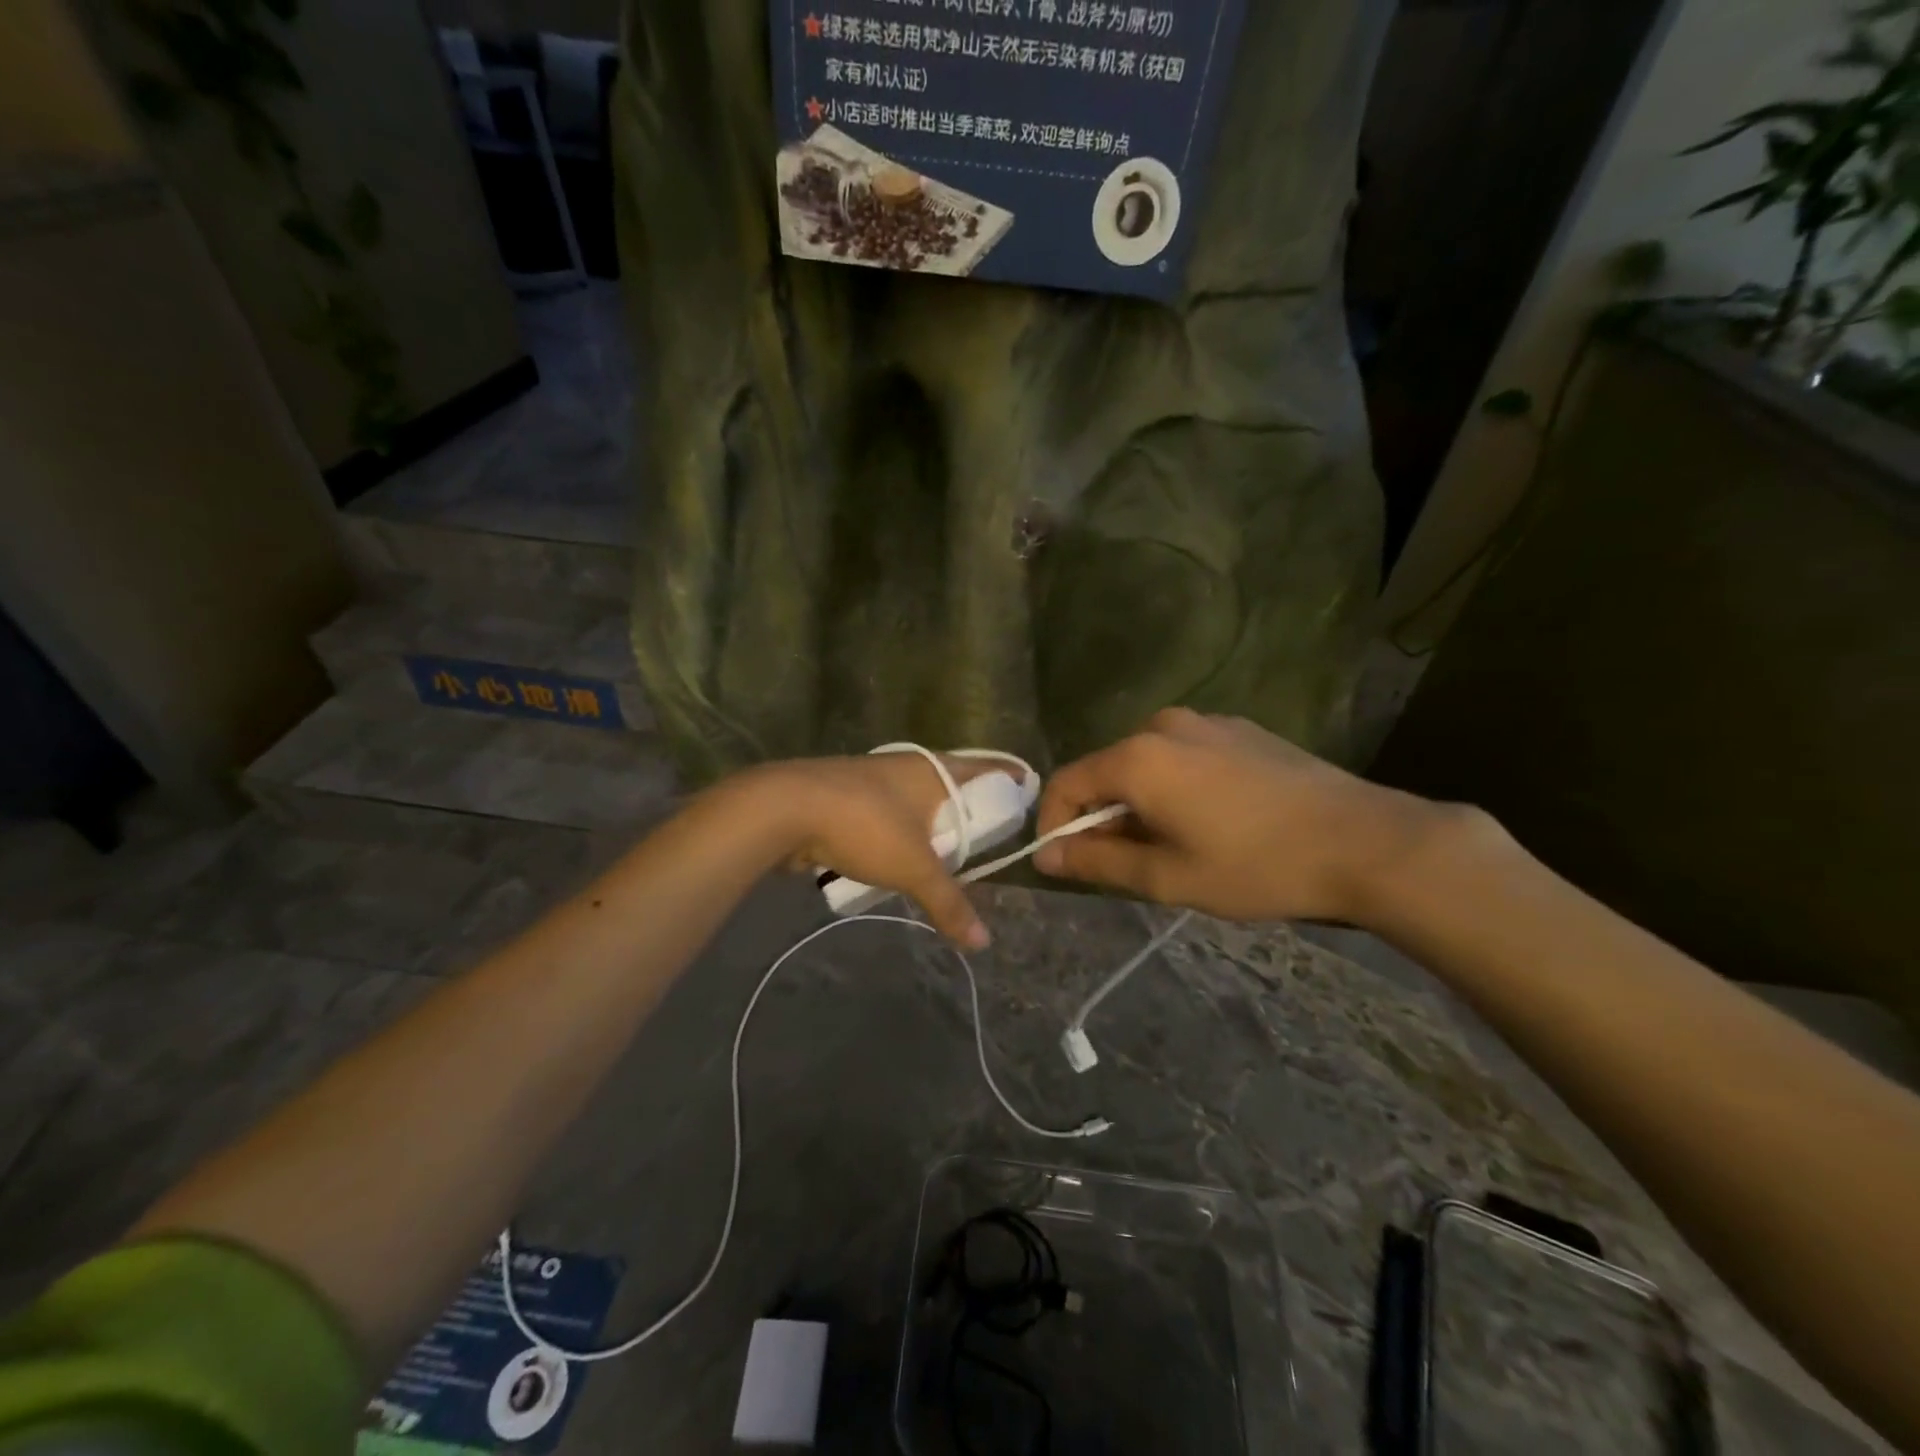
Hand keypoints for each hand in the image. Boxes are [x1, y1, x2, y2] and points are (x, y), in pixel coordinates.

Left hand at [739, 753, 997, 948]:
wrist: (785, 809)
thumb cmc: (865, 825)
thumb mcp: (914, 867)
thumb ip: (948, 903)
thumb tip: (982, 941)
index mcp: (932, 771)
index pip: (984, 768)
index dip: (1008, 777)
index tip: (1028, 787)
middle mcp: (906, 769)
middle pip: (950, 784)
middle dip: (969, 805)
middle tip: (990, 830)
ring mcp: (872, 780)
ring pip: (914, 801)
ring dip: (929, 821)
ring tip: (948, 848)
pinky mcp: (845, 798)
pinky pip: (884, 815)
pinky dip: (897, 832)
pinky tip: (898, 855)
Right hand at [1032, 708, 1454, 923]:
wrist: (1366, 841)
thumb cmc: (1258, 866)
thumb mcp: (1169, 877)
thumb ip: (1099, 863)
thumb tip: (1046, 857)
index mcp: (1138, 758)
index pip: (1066, 784)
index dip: (1055, 825)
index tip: (1065, 865)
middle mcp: (1163, 725)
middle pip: (1106, 771)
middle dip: (1103, 818)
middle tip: (1126, 866)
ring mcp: (1206, 721)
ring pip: (1146, 764)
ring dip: (1141, 803)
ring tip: (1173, 847)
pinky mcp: (1239, 729)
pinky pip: (1184, 755)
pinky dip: (1175, 786)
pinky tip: (1213, 821)